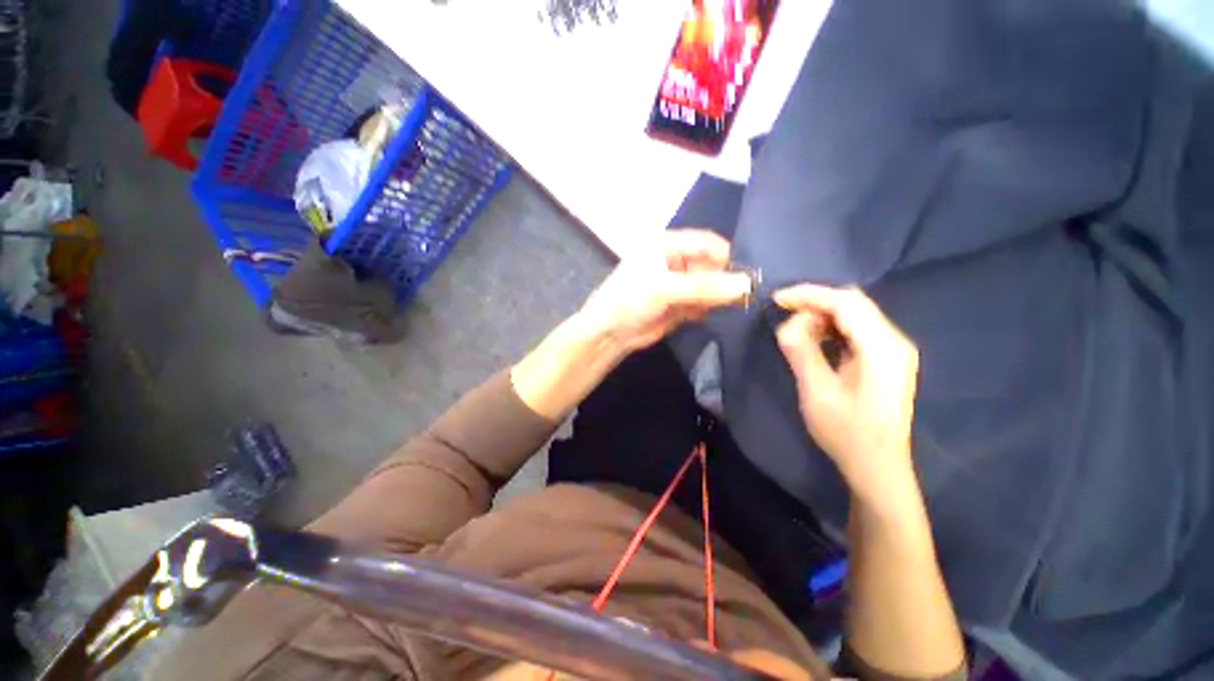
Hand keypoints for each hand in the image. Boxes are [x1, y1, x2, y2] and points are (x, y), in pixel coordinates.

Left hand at [576, 229, 752, 355]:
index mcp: (667, 244)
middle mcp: (675, 261)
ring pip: (710, 285)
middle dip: (727, 278)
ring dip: (722, 295)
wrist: (609, 334)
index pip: (706, 242)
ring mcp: (679, 284)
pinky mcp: (681, 305)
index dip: (727, 256)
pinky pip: (704, 302)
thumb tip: (747, 284)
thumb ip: (704, 286)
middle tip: (751, 294)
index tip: (749, 274)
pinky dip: (712, 308)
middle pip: (711, 264)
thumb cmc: (630, 300)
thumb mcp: (664, 289)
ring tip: (742, 305)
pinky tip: (720, 314)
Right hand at [773, 284, 919, 507]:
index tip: (777, 300)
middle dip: (814, 302)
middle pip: (853, 303)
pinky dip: (832, 326)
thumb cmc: (846, 432)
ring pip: (855, 313)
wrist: (877, 466)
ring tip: (795, 328)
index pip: (846, 303)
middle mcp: (894, 341)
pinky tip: (814, 337)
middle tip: (783, 312)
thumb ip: (801, 351)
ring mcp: (893, 349)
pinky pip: (856, 329)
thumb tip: (787, 323)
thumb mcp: (817, 391)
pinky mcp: (886, 358)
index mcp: (882, 348)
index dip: (809, 295)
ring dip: (822, 314)